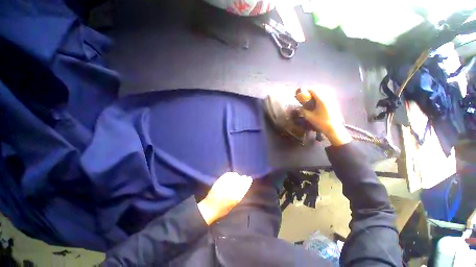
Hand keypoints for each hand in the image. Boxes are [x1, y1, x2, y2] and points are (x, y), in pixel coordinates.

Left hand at [197, 172, 251, 224]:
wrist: (210, 207)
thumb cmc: (223, 209)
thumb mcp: (234, 203)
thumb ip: (240, 194)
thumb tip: (245, 185)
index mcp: (236, 196)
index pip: (245, 185)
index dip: (247, 181)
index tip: (249, 178)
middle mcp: (231, 189)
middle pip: (240, 180)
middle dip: (243, 178)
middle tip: (243, 178)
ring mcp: (225, 183)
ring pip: (235, 176)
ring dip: (237, 176)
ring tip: (236, 177)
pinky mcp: (220, 180)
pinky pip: (228, 174)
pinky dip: (230, 174)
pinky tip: (231, 176)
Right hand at [295, 86, 351, 145]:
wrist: (334, 128)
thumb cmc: (321, 122)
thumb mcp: (309, 117)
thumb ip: (303, 111)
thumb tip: (299, 108)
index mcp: (321, 99)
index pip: (313, 90)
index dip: (307, 90)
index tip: (302, 93)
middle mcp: (328, 97)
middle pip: (319, 89)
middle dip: (312, 90)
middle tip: (306, 94)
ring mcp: (332, 99)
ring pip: (324, 91)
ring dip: (317, 92)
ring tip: (311, 97)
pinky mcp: (334, 102)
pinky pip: (327, 94)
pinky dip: (321, 95)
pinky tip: (318, 100)